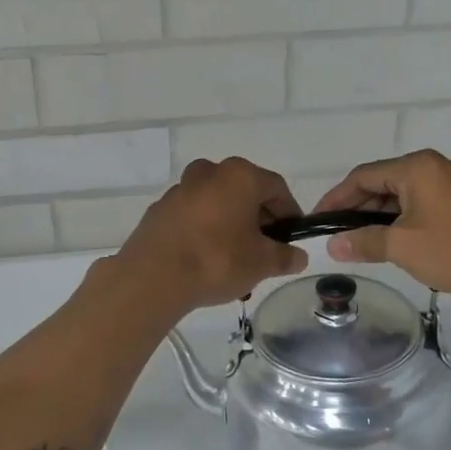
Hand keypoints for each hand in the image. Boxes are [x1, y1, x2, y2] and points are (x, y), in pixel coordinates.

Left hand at [114, 158, 308, 313]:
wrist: (152, 277)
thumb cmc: (217, 260)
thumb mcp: (262, 263)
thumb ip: (285, 257)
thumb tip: (298, 256)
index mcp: (240, 176)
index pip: (277, 188)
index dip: (290, 213)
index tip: (292, 237)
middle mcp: (209, 172)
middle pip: (245, 192)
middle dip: (259, 220)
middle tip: (265, 250)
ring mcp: (181, 189)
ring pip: (218, 204)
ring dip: (232, 226)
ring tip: (236, 260)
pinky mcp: (160, 209)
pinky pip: (194, 216)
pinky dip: (206, 230)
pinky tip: (207, 259)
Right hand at [312, 149, 450, 305]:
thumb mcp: (403, 246)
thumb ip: (364, 241)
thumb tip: (332, 245)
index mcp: (416, 167)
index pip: (363, 176)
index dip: (336, 198)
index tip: (316, 221)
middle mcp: (432, 167)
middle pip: (381, 183)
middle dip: (355, 209)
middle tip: (334, 235)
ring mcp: (448, 184)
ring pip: (399, 196)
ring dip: (376, 218)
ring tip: (356, 243)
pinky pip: (418, 206)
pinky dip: (398, 221)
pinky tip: (388, 242)